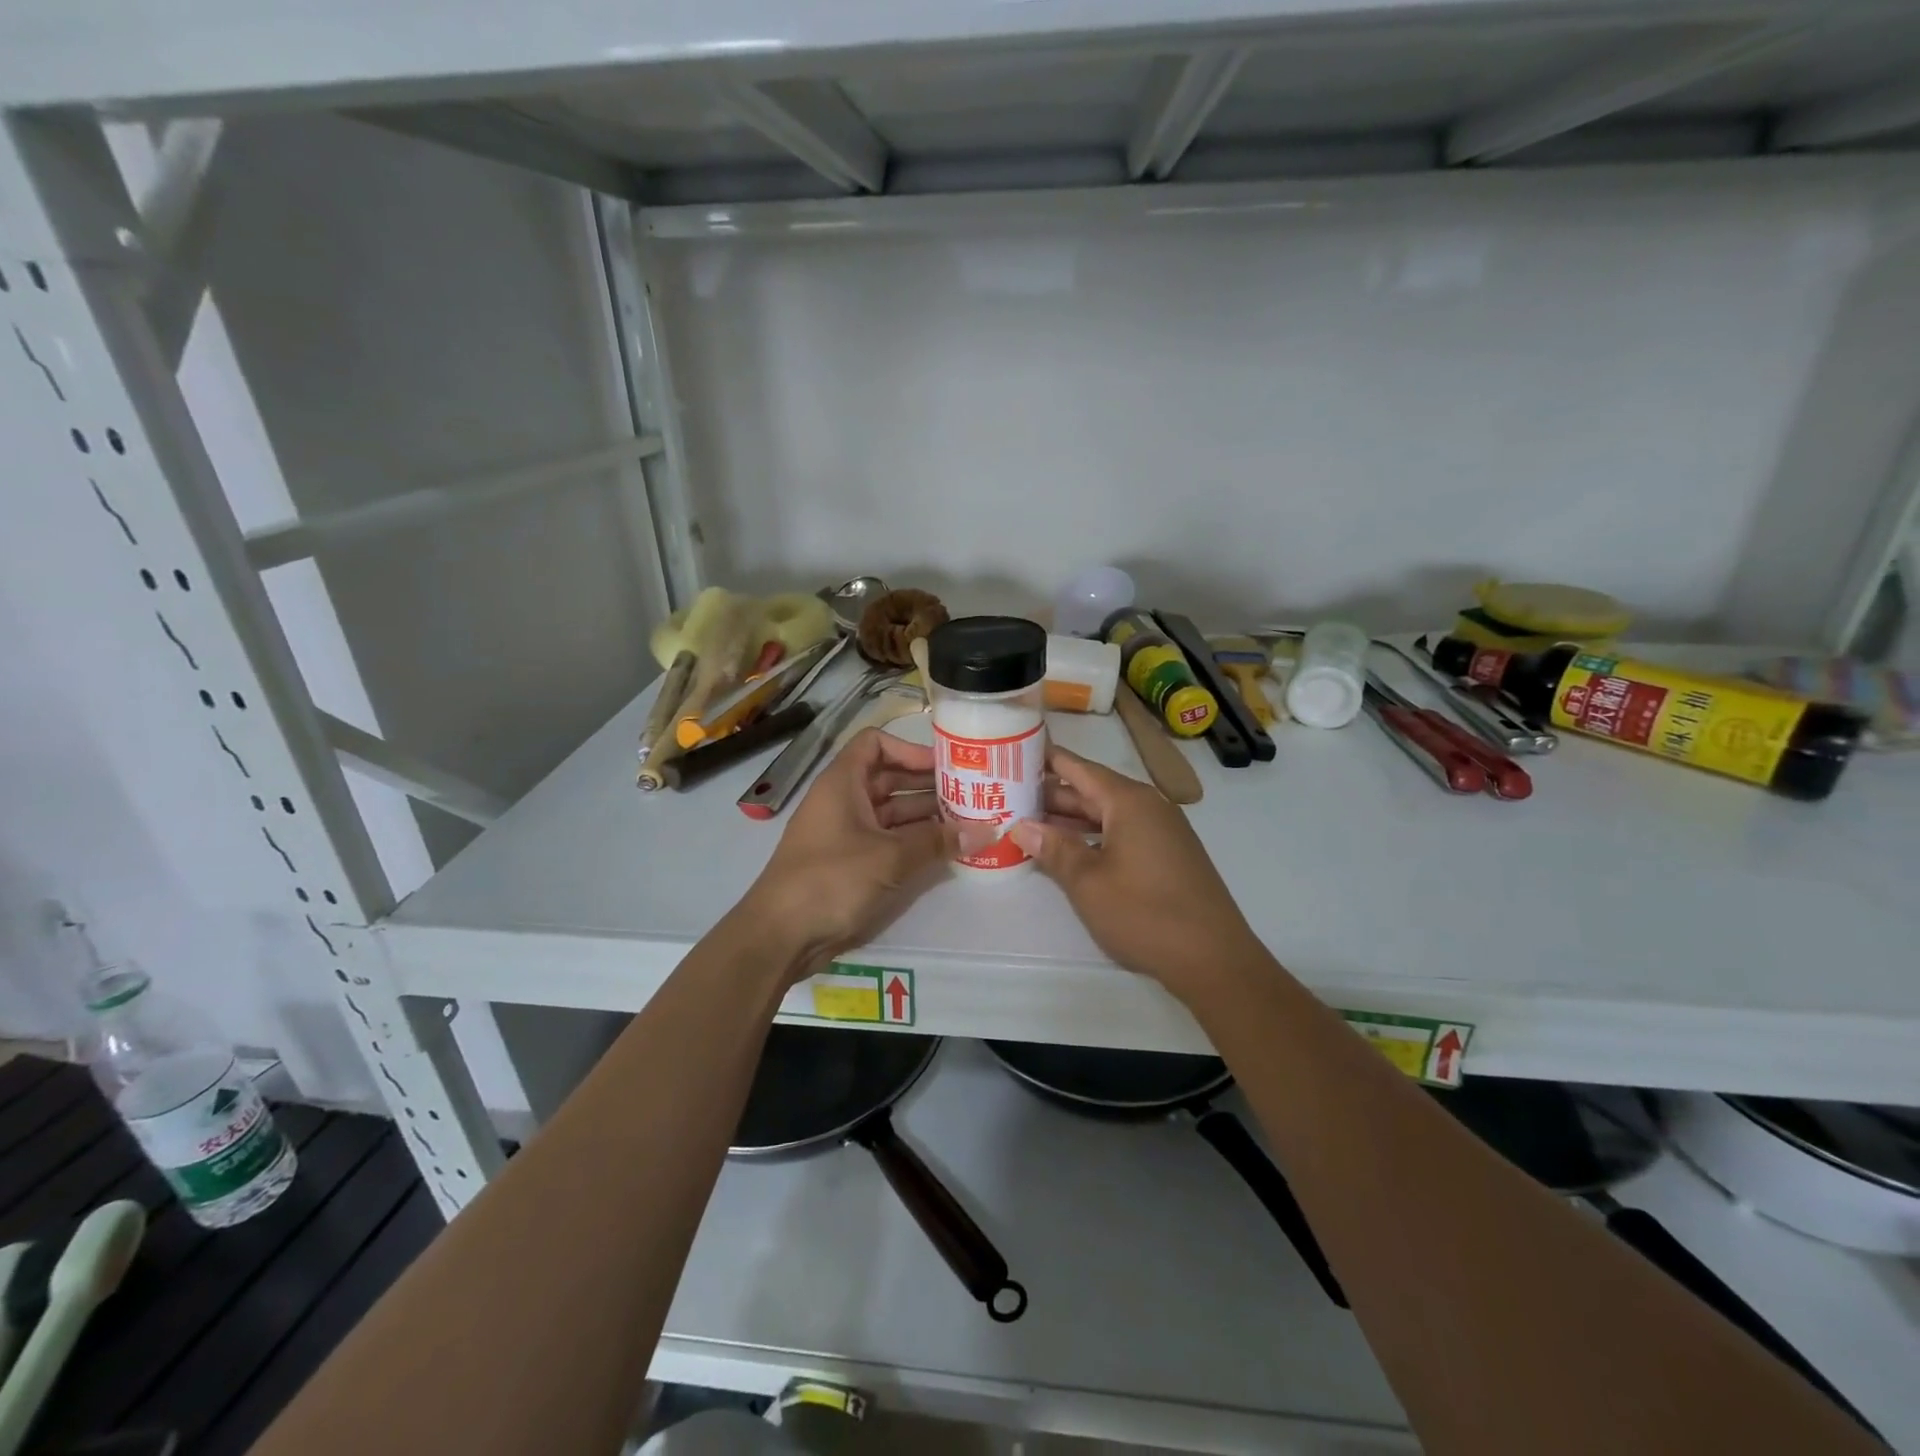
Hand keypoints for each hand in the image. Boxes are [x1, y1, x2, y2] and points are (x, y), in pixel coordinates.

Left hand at [737, 728, 967, 978]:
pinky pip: (888, 840)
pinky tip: (946, 849)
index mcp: (842, 783)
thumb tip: (987, 830)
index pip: (875, 743)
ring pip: (892, 812)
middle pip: (889, 778)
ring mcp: (846, 833)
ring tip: (969, 821)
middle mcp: (843, 801)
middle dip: (928, 785)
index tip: (944, 764)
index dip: (910, 748)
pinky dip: (914, 841)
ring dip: (926, 816)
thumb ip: (938, 842)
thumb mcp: (890, 858)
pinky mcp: (850, 863)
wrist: (781, 936)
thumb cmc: (831, 880)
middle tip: (972, 793)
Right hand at [1011, 744, 1264, 997]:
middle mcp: (1148, 807)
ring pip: (1107, 814)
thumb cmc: (1145, 914)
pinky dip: (1093, 836)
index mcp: (1129, 801)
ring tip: (1030, 822)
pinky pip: (1123, 833)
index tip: (1013, 753)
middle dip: (1052, 794)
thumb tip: (1022, 827)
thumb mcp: (1088, 882)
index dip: (1047, 759)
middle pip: (1093, 790)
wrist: (1214, 959)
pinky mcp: (1169, 856)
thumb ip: (1054, 849)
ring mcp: (1162, 832)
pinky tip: (1069, 851)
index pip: (1079, 768)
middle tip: (1008, 794)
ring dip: (1071, 819)